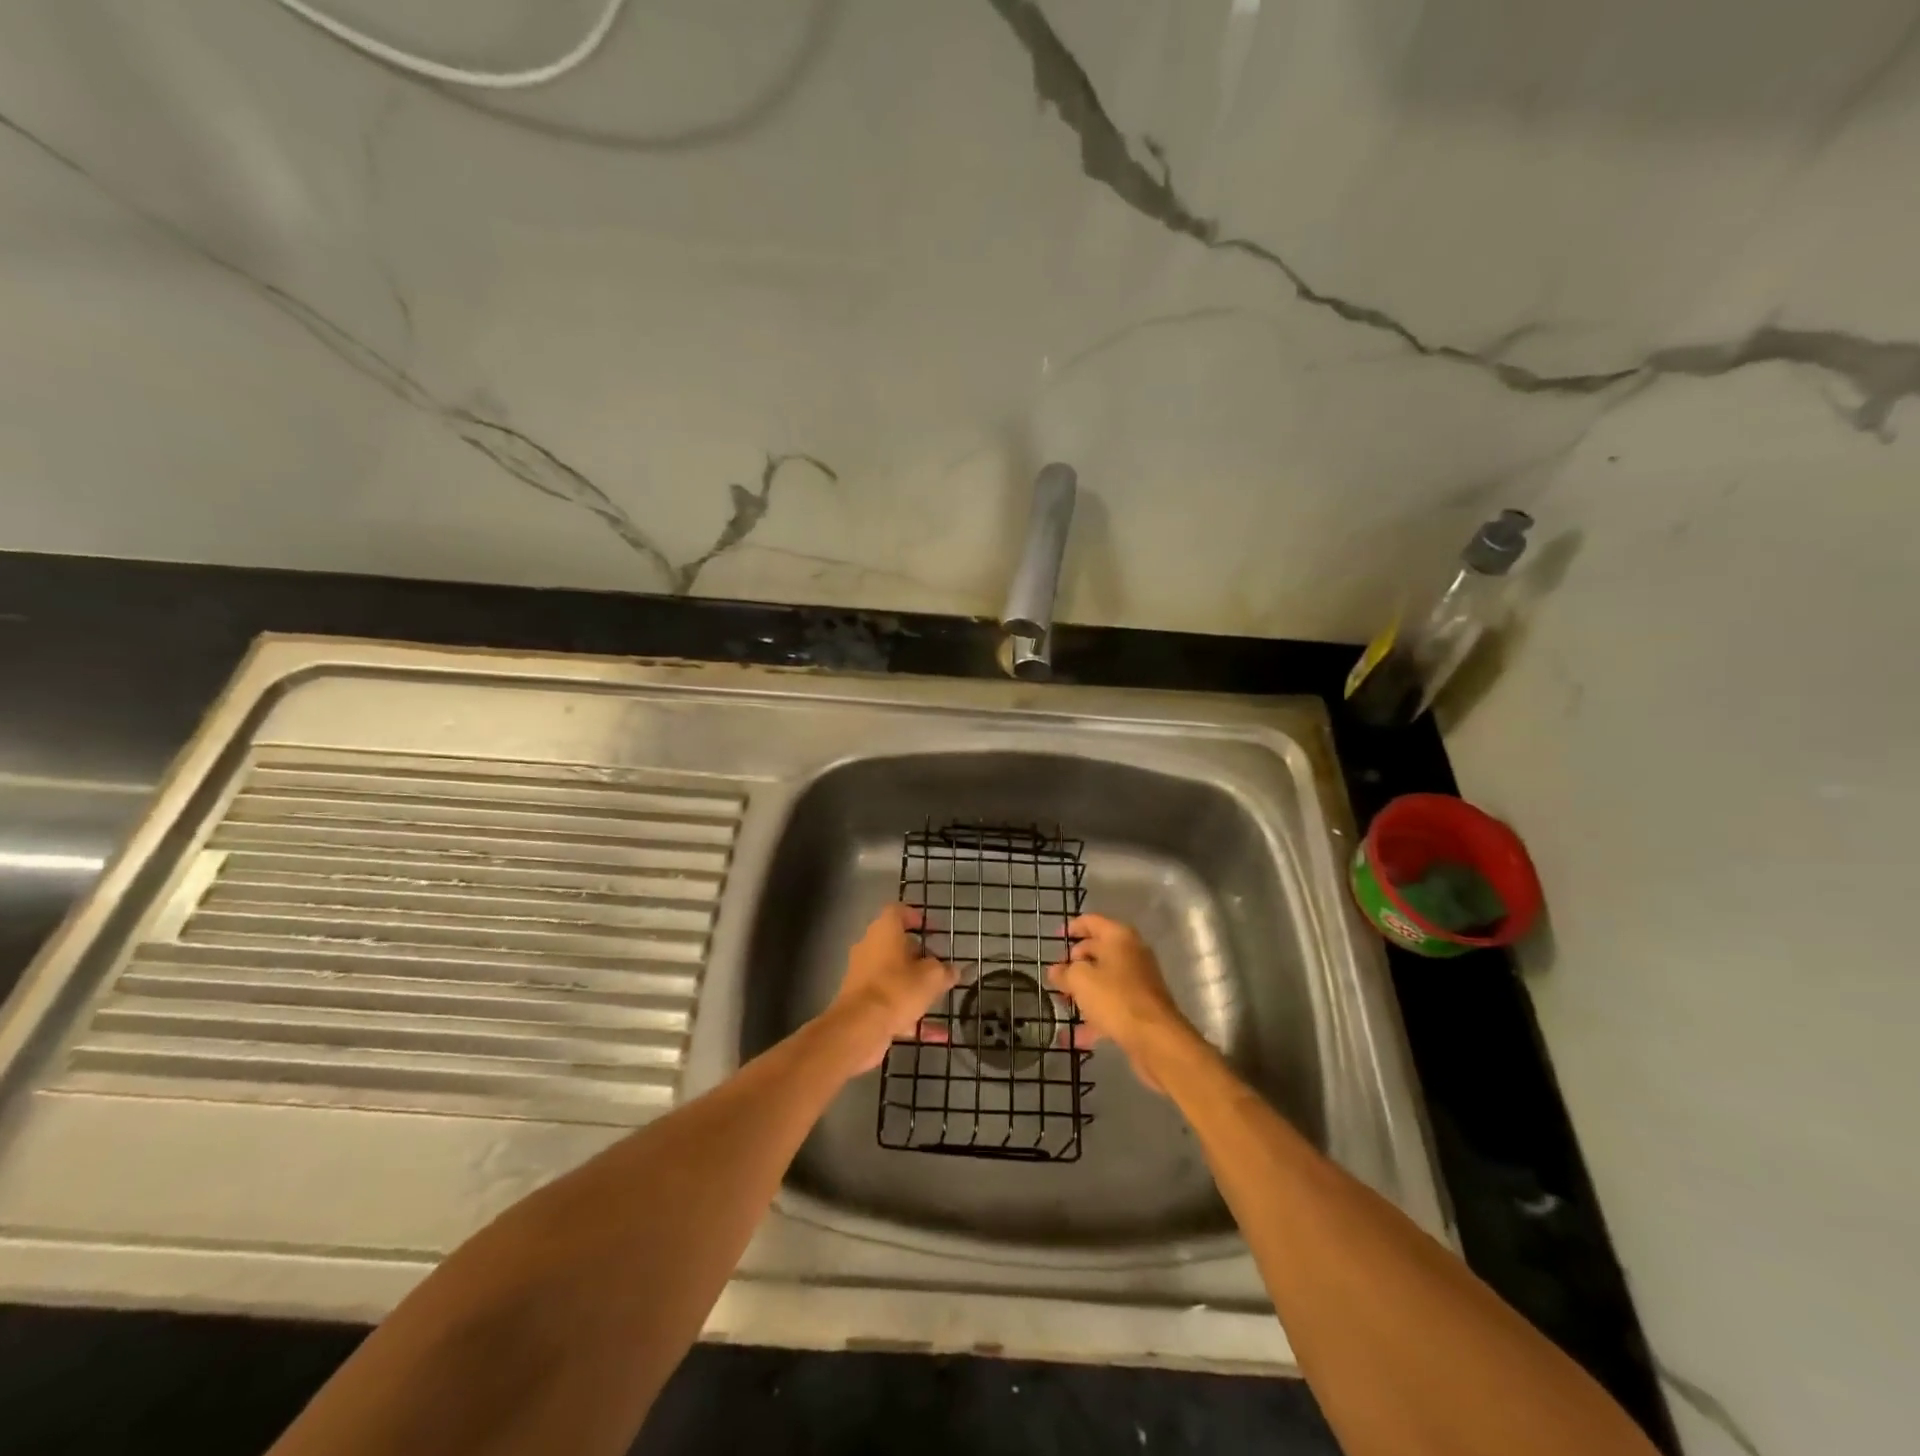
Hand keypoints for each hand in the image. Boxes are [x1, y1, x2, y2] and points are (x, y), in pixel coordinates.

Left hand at [824, 904, 956, 1072]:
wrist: (859, 1028)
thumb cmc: (897, 989)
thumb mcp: (932, 977)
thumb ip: (945, 971)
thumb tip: (953, 970)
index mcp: (884, 931)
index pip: (897, 911)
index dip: (916, 916)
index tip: (932, 929)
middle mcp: (869, 948)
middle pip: (895, 944)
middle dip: (918, 955)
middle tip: (938, 965)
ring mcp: (863, 976)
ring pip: (893, 975)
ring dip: (914, 985)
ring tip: (938, 996)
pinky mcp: (862, 1003)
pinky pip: (891, 1003)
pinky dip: (911, 1015)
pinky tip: (937, 1034)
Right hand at [1047, 915, 1192, 1092]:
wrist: (1156, 1039)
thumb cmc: (1116, 998)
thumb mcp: (1081, 980)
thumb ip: (1065, 972)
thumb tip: (1056, 971)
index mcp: (1119, 937)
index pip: (1091, 921)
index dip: (1072, 927)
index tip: (1055, 938)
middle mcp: (1132, 954)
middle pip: (1097, 951)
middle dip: (1074, 963)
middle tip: (1056, 977)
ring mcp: (1138, 982)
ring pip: (1104, 980)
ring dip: (1082, 991)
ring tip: (1061, 1004)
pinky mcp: (1141, 1008)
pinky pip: (1111, 1005)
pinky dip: (1094, 1017)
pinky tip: (1073, 1037)